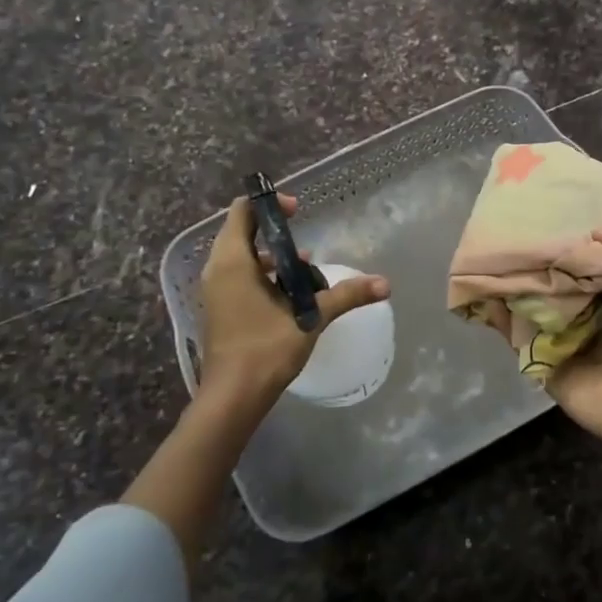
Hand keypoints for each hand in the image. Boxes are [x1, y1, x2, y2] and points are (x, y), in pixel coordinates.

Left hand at [198, 193, 389, 402]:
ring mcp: (215, 291)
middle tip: (305, 238)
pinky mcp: (220, 308)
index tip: (298, 212)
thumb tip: (385, 284)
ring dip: (271, 256)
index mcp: (232, 262)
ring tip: (305, 266)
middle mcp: (217, 270)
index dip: (269, 204)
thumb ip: (346, 296)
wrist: (233, 397)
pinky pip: (239, 276)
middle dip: (275, 232)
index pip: (242, 212)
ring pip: (241, 257)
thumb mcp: (310, 318)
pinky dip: (263, 274)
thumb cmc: (265, 350)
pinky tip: (290, 293)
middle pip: (241, 232)